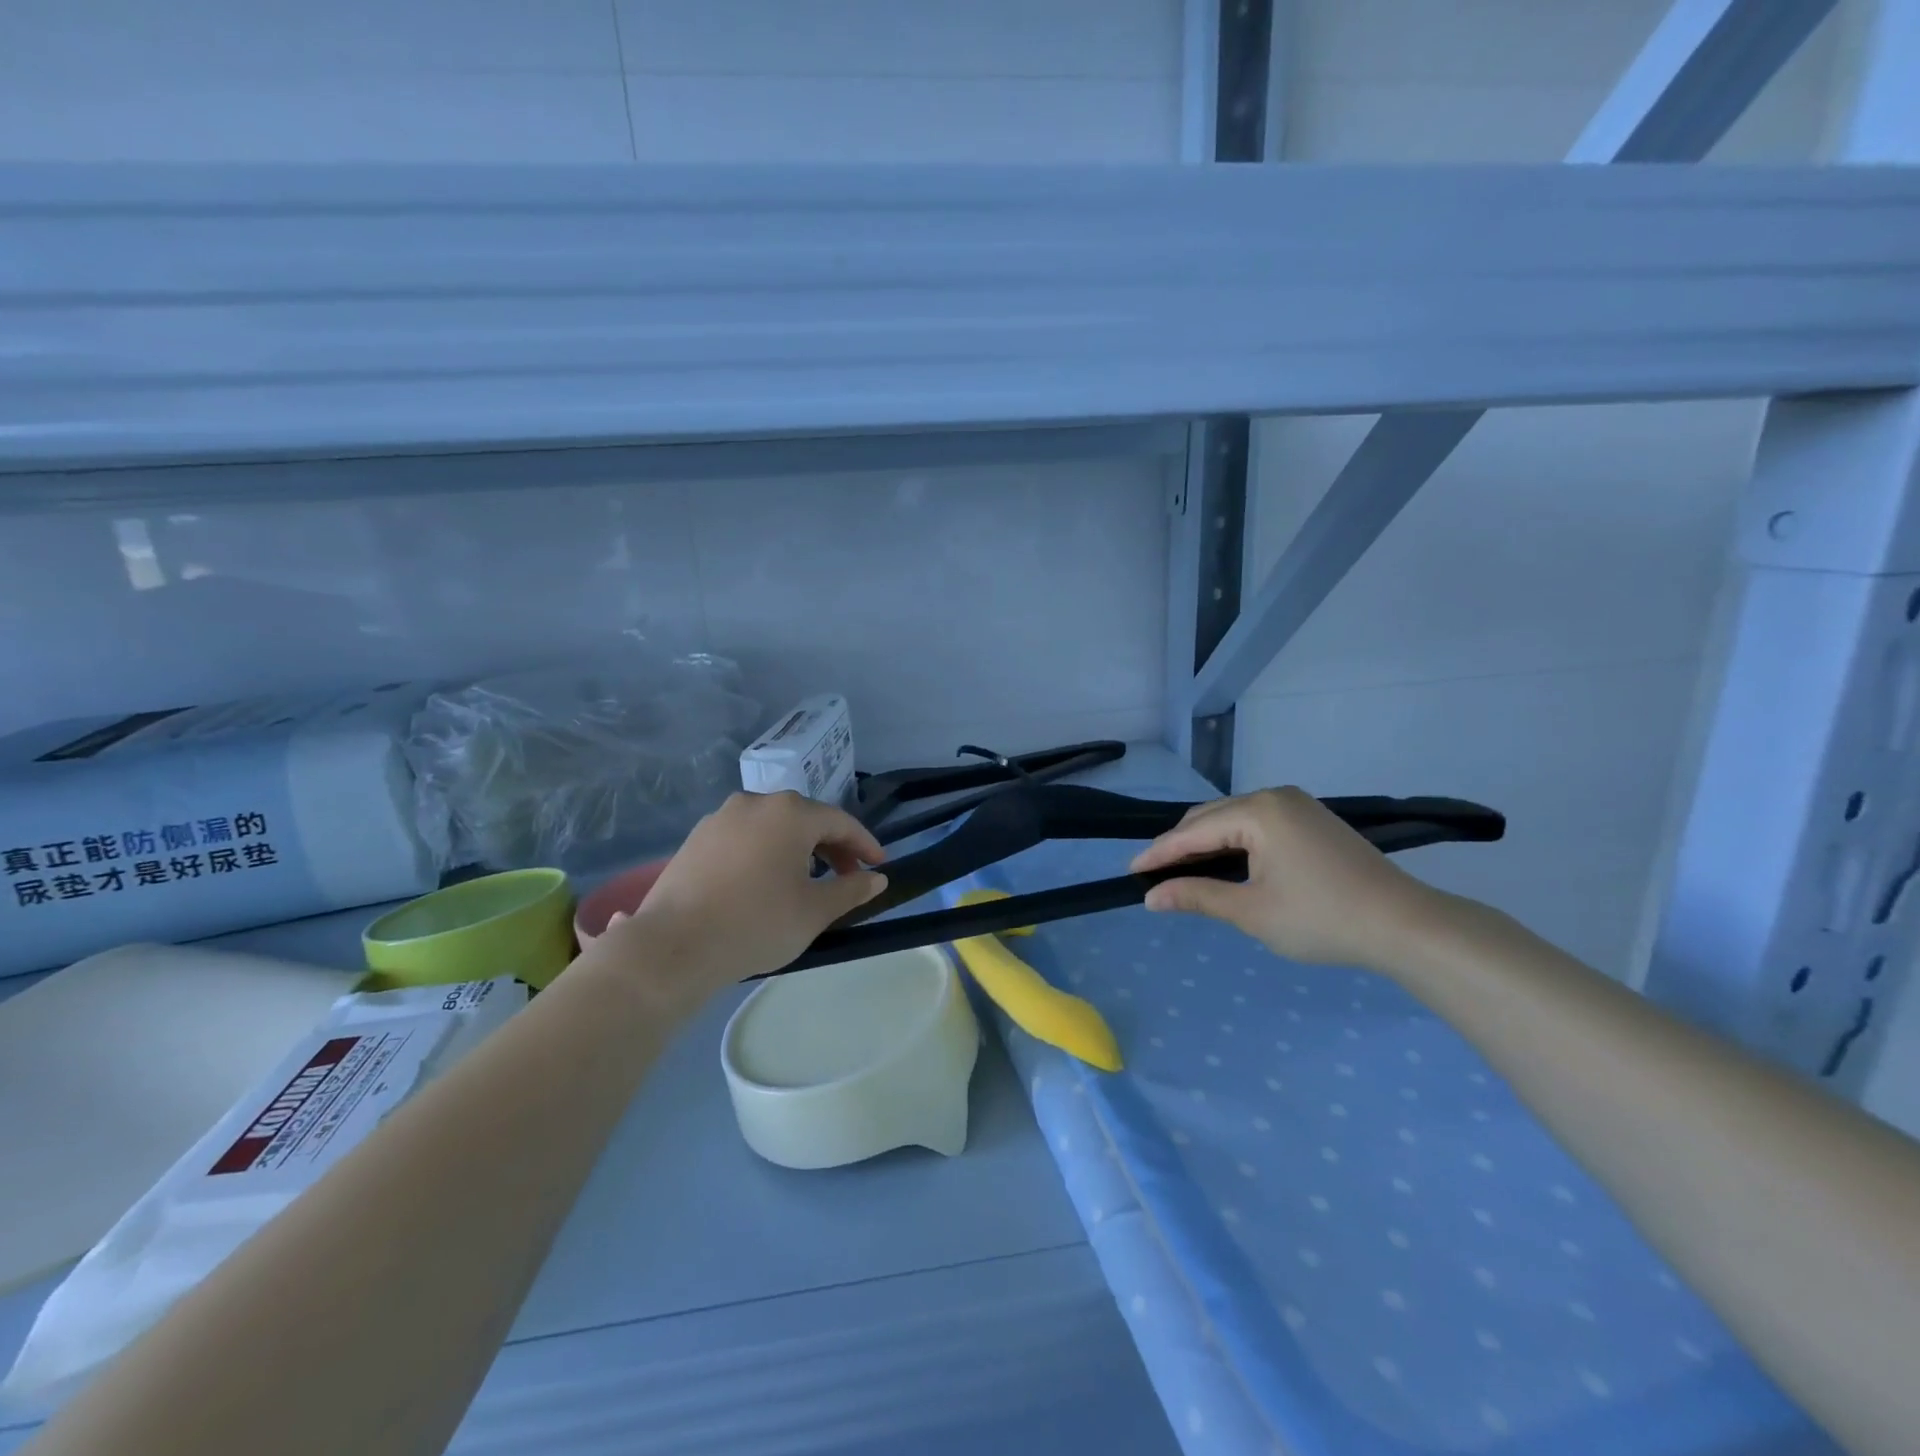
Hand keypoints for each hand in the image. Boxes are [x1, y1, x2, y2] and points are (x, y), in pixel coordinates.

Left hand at [605, 792, 886, 1002]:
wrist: (674, 947)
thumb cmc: (757, 923)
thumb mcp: (815, 911)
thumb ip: (851, 889)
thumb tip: (877, 878)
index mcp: (790, 812)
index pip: (840, 822)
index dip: (864, 844)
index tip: (879, 866)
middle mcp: (756, 802)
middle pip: (805, 819)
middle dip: (831, 846)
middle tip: (846, 877)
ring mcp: (721, 818)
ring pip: (772, 826)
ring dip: (796, 848)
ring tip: (805, 880)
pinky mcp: (696, 838)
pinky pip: (744, 837)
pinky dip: (764, 852)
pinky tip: (763, 882)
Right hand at [1129, 786, 1443, 971]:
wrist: (1405, 925)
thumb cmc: (1322, 919)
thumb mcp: (1252, 912)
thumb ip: (1198, 896)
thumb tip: (1151, 897)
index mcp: (1258, 811)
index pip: (1193, 831)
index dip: (1159, 853)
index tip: (1131, 872)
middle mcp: (1275, 796)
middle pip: (1211, 817)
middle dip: (1181, 845)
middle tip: (1155, 876)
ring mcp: (1298, 805)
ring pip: (1234, 819)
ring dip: (1207, 843)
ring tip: (1184, 871)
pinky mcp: (1312, 819)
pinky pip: (1257, 823)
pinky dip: (1234, 842)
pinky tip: (1226, 863)